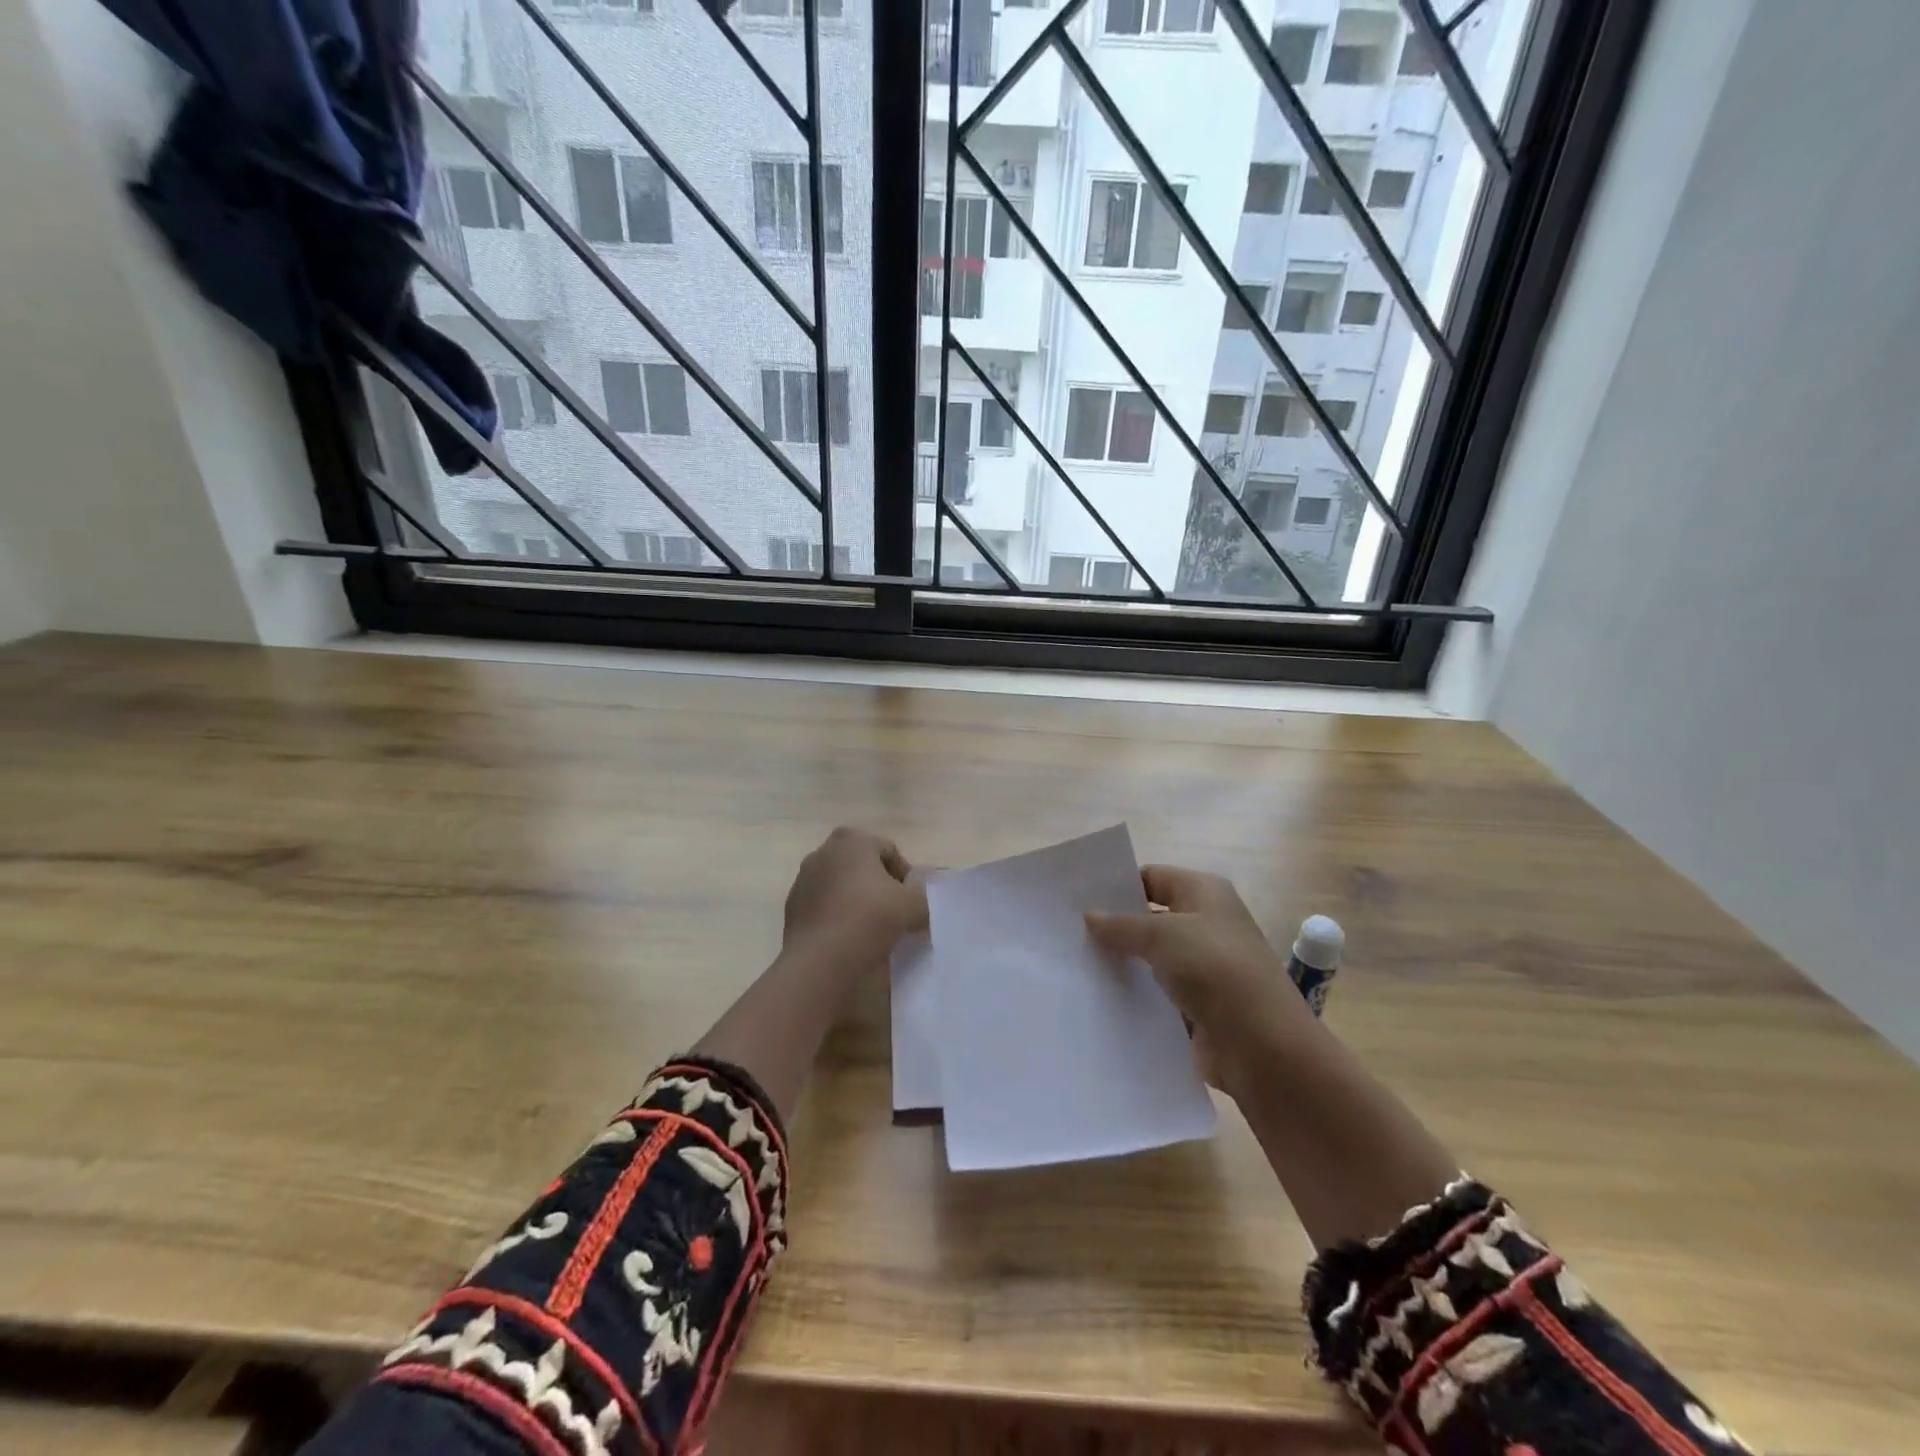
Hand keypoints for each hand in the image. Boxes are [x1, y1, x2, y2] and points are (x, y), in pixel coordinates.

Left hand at [779, 826, 926, 980]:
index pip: (889, 851)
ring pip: (841, 884)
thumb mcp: (912, 907)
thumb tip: (921, 904)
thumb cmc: (868, 919)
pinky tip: (847, 938)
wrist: (819, 960)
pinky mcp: (792, 906)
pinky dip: (837, 914)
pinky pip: (824, 904)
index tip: (910, 901)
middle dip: (879, 884)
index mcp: (852, 840)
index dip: (905, 876)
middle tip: (894, 912)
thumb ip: (923, 899)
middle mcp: (824, 851)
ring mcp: (803, 878)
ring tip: (871, 928)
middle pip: (863, 865)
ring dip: (857, 899)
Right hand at [1086, 864, 1306, 1088]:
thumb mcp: (1163, 935)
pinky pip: (1157, 993)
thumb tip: (1089, 916)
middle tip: (1067, 933)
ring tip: (1073, 965)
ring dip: (1121, 963)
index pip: (1152, 877)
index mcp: (1205, 893)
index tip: (1077, 899)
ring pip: (1151, 958)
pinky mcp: (1197, 1006)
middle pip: (1150, 918)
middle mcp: (1206, 924)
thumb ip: (1121, 925)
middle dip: (1114, 926)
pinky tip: (1098, 998)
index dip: (1117, 886)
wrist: (1263, 1047)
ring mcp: (1202, 968)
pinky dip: (1134, 996)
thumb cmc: (1216, 971)